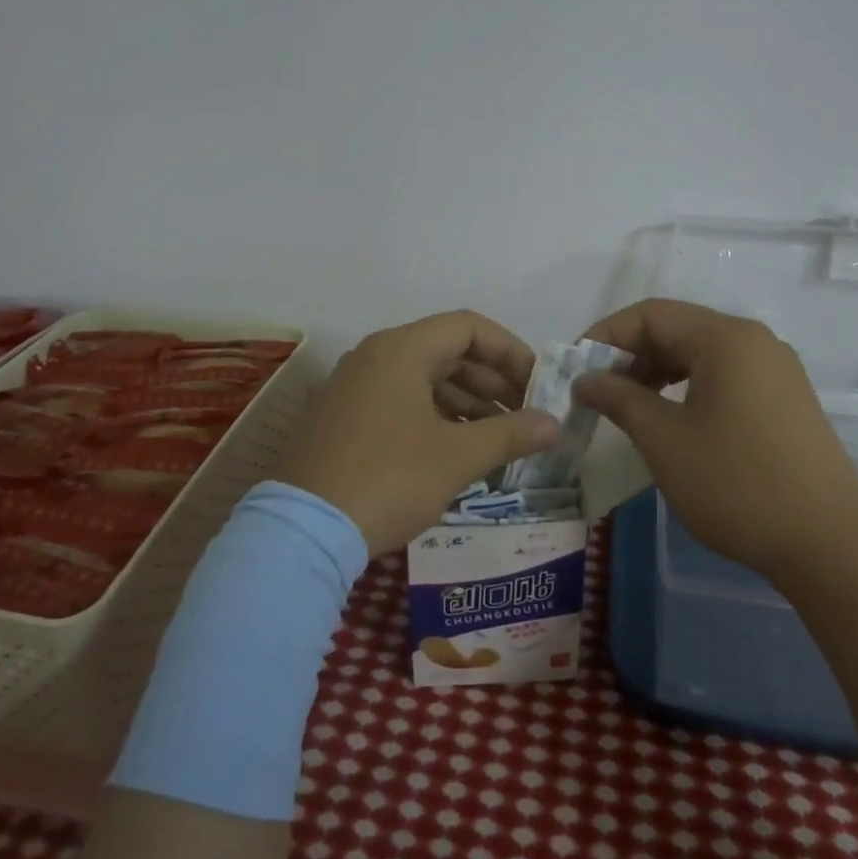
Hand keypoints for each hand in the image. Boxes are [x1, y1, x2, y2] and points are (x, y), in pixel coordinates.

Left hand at [277, 310, 559, 555]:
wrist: (303, 531)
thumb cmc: (388, 479)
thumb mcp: (456, 457)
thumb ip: (510, 434)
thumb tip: (555, 425)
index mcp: (400, 350)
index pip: (468, 327)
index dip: (510, 351)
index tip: (537, 386)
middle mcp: (374, 357)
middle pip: (446, 352)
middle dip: (492, 383)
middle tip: (525, 417)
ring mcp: (353, 388)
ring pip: (423, 381)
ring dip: (467, 404)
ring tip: (499, 440)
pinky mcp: (342, 419)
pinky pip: (400, 403)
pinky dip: (435, 418)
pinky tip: (458, 452)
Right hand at [574, 299, 857, 584]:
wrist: (832, 547)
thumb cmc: (737, 485)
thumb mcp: (664, 439)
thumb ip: (618, 398)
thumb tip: (585, 379)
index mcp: (726, 338)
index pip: (650, 314)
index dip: (604, 335)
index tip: (573, 369)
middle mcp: (754, 342)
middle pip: (676, 329)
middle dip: (629, 355)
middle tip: (595, 392)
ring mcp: (775, 371)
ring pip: (699, 354)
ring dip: (655, 373)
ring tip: (626, 407)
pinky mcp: (785, 401)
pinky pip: (723, 377)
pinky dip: (686, 388)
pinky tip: (669, 419)